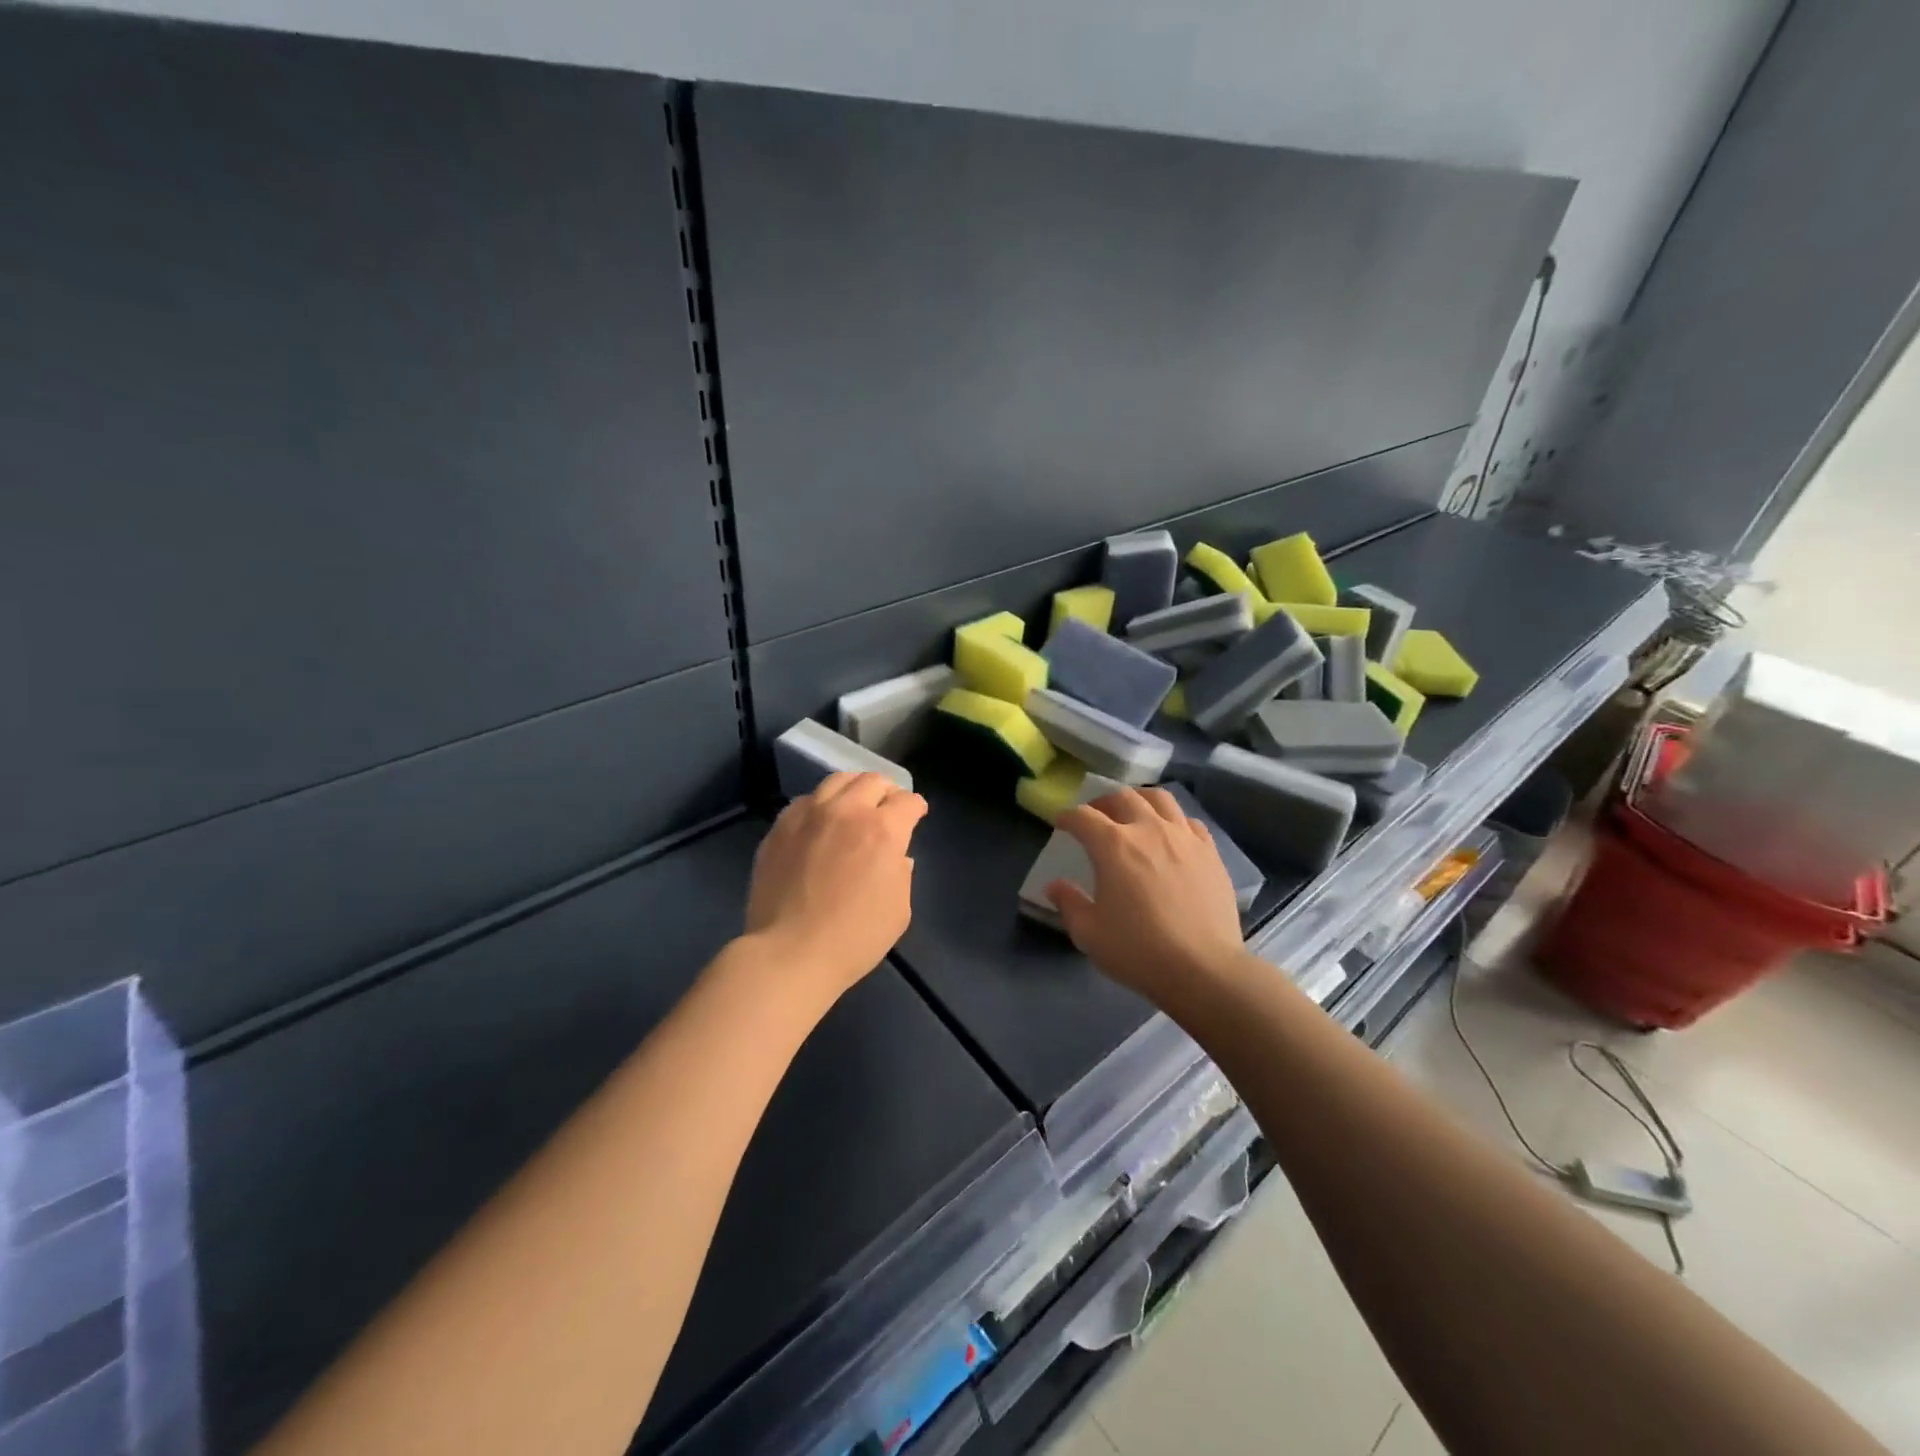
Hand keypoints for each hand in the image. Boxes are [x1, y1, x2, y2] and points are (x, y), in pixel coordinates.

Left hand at [743, 772, 927, 1007]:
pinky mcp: (780, 827)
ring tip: (854, 804)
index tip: (915, 815)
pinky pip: (805, 800)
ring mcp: (809, 815)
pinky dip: (821, 804)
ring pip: (837, 780)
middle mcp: (847, 811)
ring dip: (853, 788)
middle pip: (873, 780)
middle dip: (887, 791)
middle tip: (888, 807)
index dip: (916, 807)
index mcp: (883, 830)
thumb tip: (896, 857)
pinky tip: (820, 821)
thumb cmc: (854, 938)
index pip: (907, 801)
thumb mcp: (898, 911)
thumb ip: (902, 874)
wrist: (789, 953)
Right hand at [1049, 787, 1249, 1005]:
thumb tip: (1055, 886)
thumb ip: (1069, 903)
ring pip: (1160, 799)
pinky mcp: (1210, 852)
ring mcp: (1184, 837)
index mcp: (1113, 845)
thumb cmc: (1139, 951)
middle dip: (1103, 802)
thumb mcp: (1089, 933)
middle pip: (1122, 797)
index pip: (1083, 817)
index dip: (1068, 817)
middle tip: (1096, 816)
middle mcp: (1148, 829)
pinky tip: (1171, 835)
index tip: (1061, 824)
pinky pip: (1189, 821)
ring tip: (1134, 813)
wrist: (1203, 969)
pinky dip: (1174, 820)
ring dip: (1140, 800)